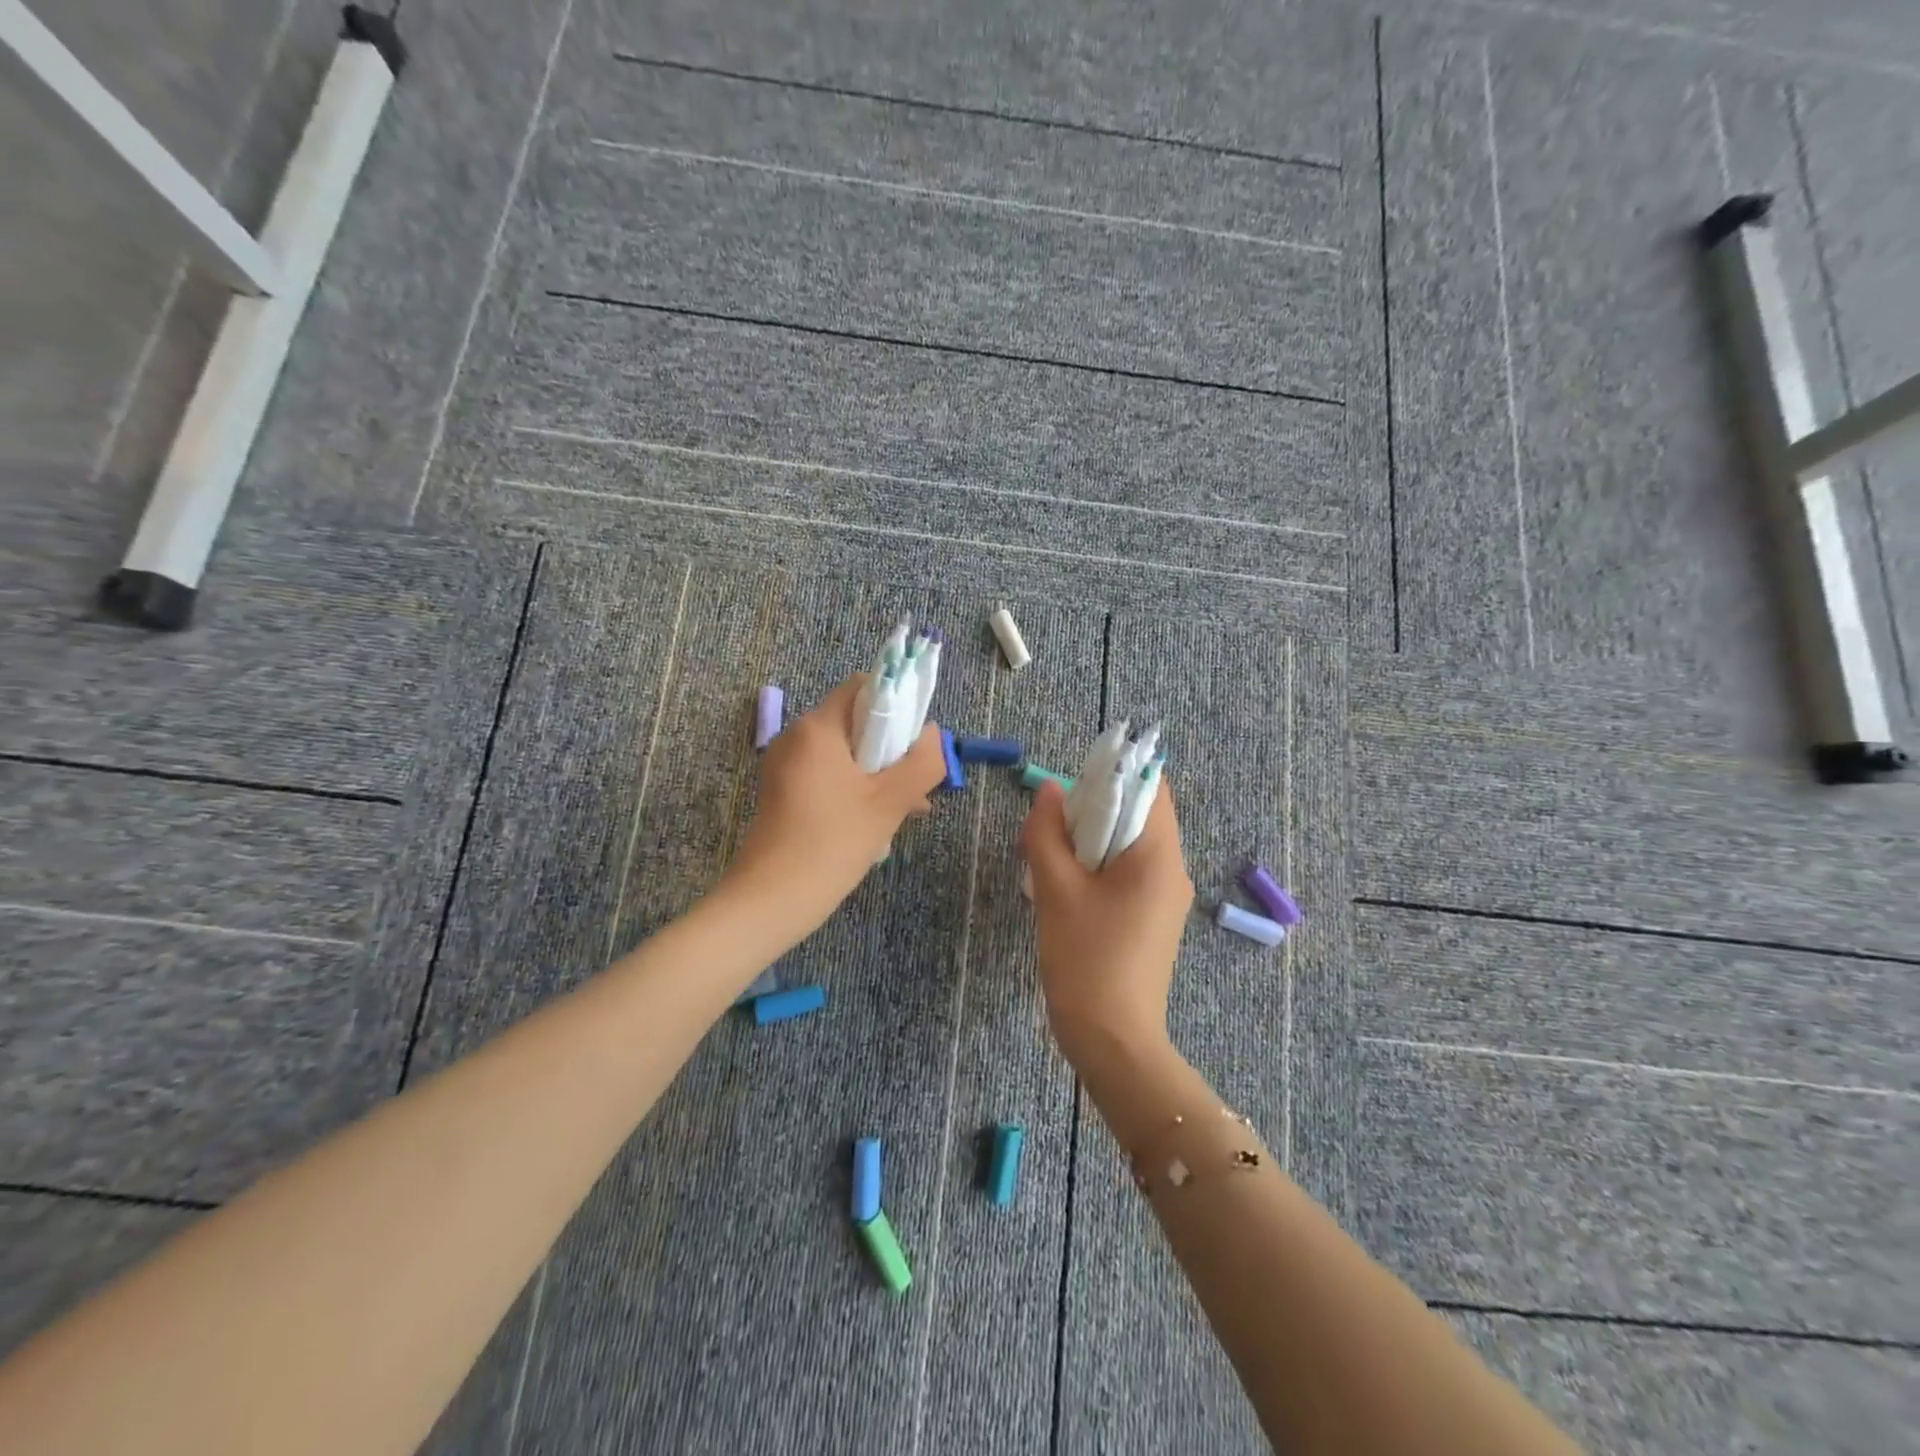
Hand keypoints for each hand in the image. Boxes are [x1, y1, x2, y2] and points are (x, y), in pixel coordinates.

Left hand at [723, 673, 945, 936]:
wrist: (770, 901)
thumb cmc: (831, 844)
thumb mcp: (889, 803)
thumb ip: (921, 763)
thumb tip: (933, 735)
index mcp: (817, 728)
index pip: (863, 687)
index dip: (898, 703)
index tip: (917, 740)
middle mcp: (796, 737)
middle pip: (855, 721)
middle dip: (892, 747)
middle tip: (917, 782)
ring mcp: (785, 765)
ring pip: (844, 752)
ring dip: (878, 772)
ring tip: (907, 808)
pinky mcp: (782, 791)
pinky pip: (827, 774)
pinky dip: (854, 787)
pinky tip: (877, 820)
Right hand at [1019, 776, 1194, 1066]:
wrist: (1113, 1041)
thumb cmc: (1086, 960)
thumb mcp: (1055, 890)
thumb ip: (1047, 833)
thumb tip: (1048, 790)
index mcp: (1159, 857)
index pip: (1150, 786)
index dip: (1112, 774)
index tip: (1070, 787)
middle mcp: (1173, 871)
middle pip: (1139, 814)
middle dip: (1093, 810)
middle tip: (1049, 826)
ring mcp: (1166, 898)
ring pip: (1130, 845)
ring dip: (1091, 840)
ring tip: (1051, 856)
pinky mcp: (1152, 918)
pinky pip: (1128, 873)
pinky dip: (1098, 866)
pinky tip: (1065, 886)